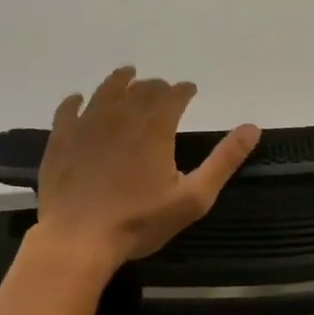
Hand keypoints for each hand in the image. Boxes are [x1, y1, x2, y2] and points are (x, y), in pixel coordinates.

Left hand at [33, 67, 259, 276]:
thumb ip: (224, 160)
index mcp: (155, 127)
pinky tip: (78, 99)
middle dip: (155, 85)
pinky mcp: (61, 140)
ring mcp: (87, 125)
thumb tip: (252, 127)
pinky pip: (67, 110)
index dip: (184, 90)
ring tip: (127, 75)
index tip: (190, 90)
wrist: (77, 240)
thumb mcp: (193, 197)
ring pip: (105, 91)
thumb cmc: (139, 221)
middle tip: (162, 88)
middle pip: (141, 89)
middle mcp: (122, 116)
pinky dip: (75, 101)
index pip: (174, 95)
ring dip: (119, 81)